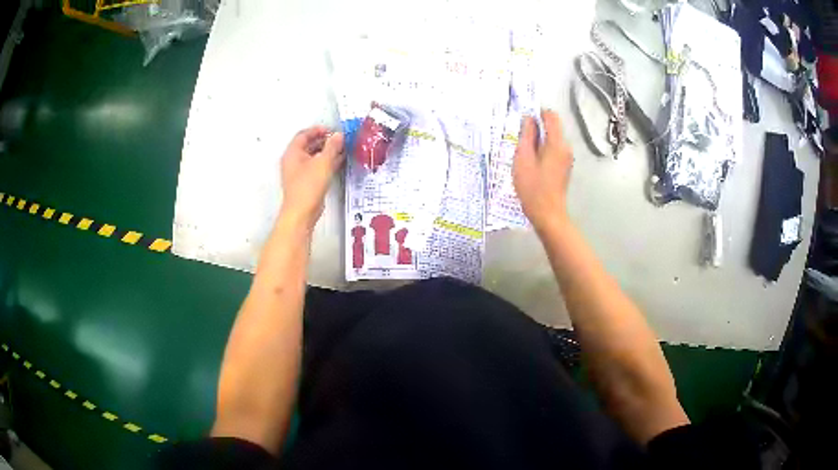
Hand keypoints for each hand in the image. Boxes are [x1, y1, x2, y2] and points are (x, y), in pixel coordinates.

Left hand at [279, 126, 344, 229]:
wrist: (302, 212)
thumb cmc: (308, 186)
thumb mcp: (323, 162)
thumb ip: (332, 146)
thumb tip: (338, 135)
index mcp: (293, 153)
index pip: (304, 134)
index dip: (318, 130)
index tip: (331, 130)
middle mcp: (294, 161)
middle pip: (309, 145)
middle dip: (325, 141)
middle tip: (339, 139)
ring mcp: (299, 172)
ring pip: (314, 156)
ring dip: (327, 152)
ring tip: (342, 149)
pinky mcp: (306, 182)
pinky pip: (317, 167)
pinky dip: (327, 163)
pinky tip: (339, 162)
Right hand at [513, 109, 572, 232]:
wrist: (548, 214)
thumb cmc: (533, 188)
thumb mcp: (523, 159)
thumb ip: (526, 136)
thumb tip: (528, 118)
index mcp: (557, 143)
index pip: (551, 116)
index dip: (537, 113)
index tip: (523, 121)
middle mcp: (565, 147)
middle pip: (552, 127)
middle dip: (536, 128)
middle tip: (519, 140)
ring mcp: (566, 158)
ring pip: (551, 139)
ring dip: (537, 141)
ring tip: (523, 154)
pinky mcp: (564, 167)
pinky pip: (553, 150)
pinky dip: (542, 150)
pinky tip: (531, 163)